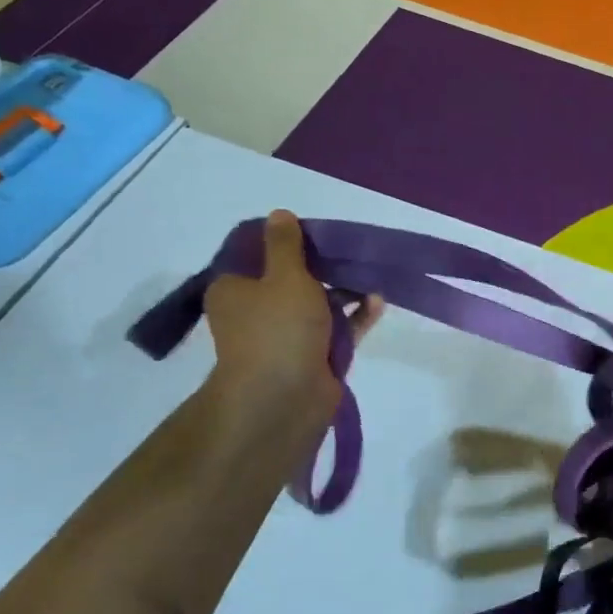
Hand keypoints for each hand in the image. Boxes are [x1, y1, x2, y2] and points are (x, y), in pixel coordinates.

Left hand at [201, 210, 381, 415]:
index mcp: (235, 290)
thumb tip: (279, 214)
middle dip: (323, 267)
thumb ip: (286, 245)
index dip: (284, 242)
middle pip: (291, 280)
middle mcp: (256, 312)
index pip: (256, 256)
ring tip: (372, 275)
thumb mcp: (283, 276)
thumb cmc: (278, 329)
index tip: (314, 232)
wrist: (285, 399)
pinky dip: (355, 317)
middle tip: (350, 250)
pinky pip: (337, 330)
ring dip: (345, 291)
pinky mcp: (313, 358)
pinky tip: (377, 302)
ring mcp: (286, 337)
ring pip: (318, 305)